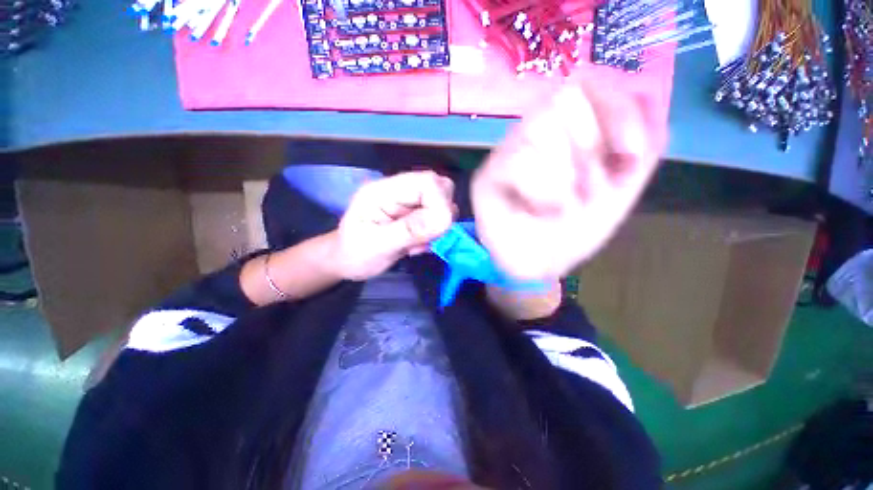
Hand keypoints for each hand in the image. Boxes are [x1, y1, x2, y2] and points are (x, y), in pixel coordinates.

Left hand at [334, 171, 454, 280]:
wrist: (347, 262)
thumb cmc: (354, 255)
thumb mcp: (377, 246)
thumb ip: (409, 231)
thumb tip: (444, 219)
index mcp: (384, 191)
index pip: (427, 182)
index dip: (440, 203)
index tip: (436, 229)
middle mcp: (399, 190)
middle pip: (439, 187)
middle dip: (441, 214)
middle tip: (426, 237)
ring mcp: (407, 201)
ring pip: (442, 202)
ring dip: (437, 226)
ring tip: (416, 243)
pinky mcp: (413, 213)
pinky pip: (437, 217)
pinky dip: (434, 232)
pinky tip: (416, 244)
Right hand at [472, 78, 665, 280]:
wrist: (532, 266)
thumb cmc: (572, 233)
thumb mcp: (620, 194)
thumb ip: (643, 149)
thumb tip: (650, 95)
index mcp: (566, 136)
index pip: (588, 83)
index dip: (616, 108)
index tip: (630, 155)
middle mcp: (533, 135)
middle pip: (562, 99)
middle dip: (587, 146)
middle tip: (588, 188)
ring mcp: (506, 153)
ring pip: (538, 126)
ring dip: (563, 171)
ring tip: (565, 204)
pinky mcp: (486, 176)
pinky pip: (517, 161)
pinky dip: (542, 187)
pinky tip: (544, 210)